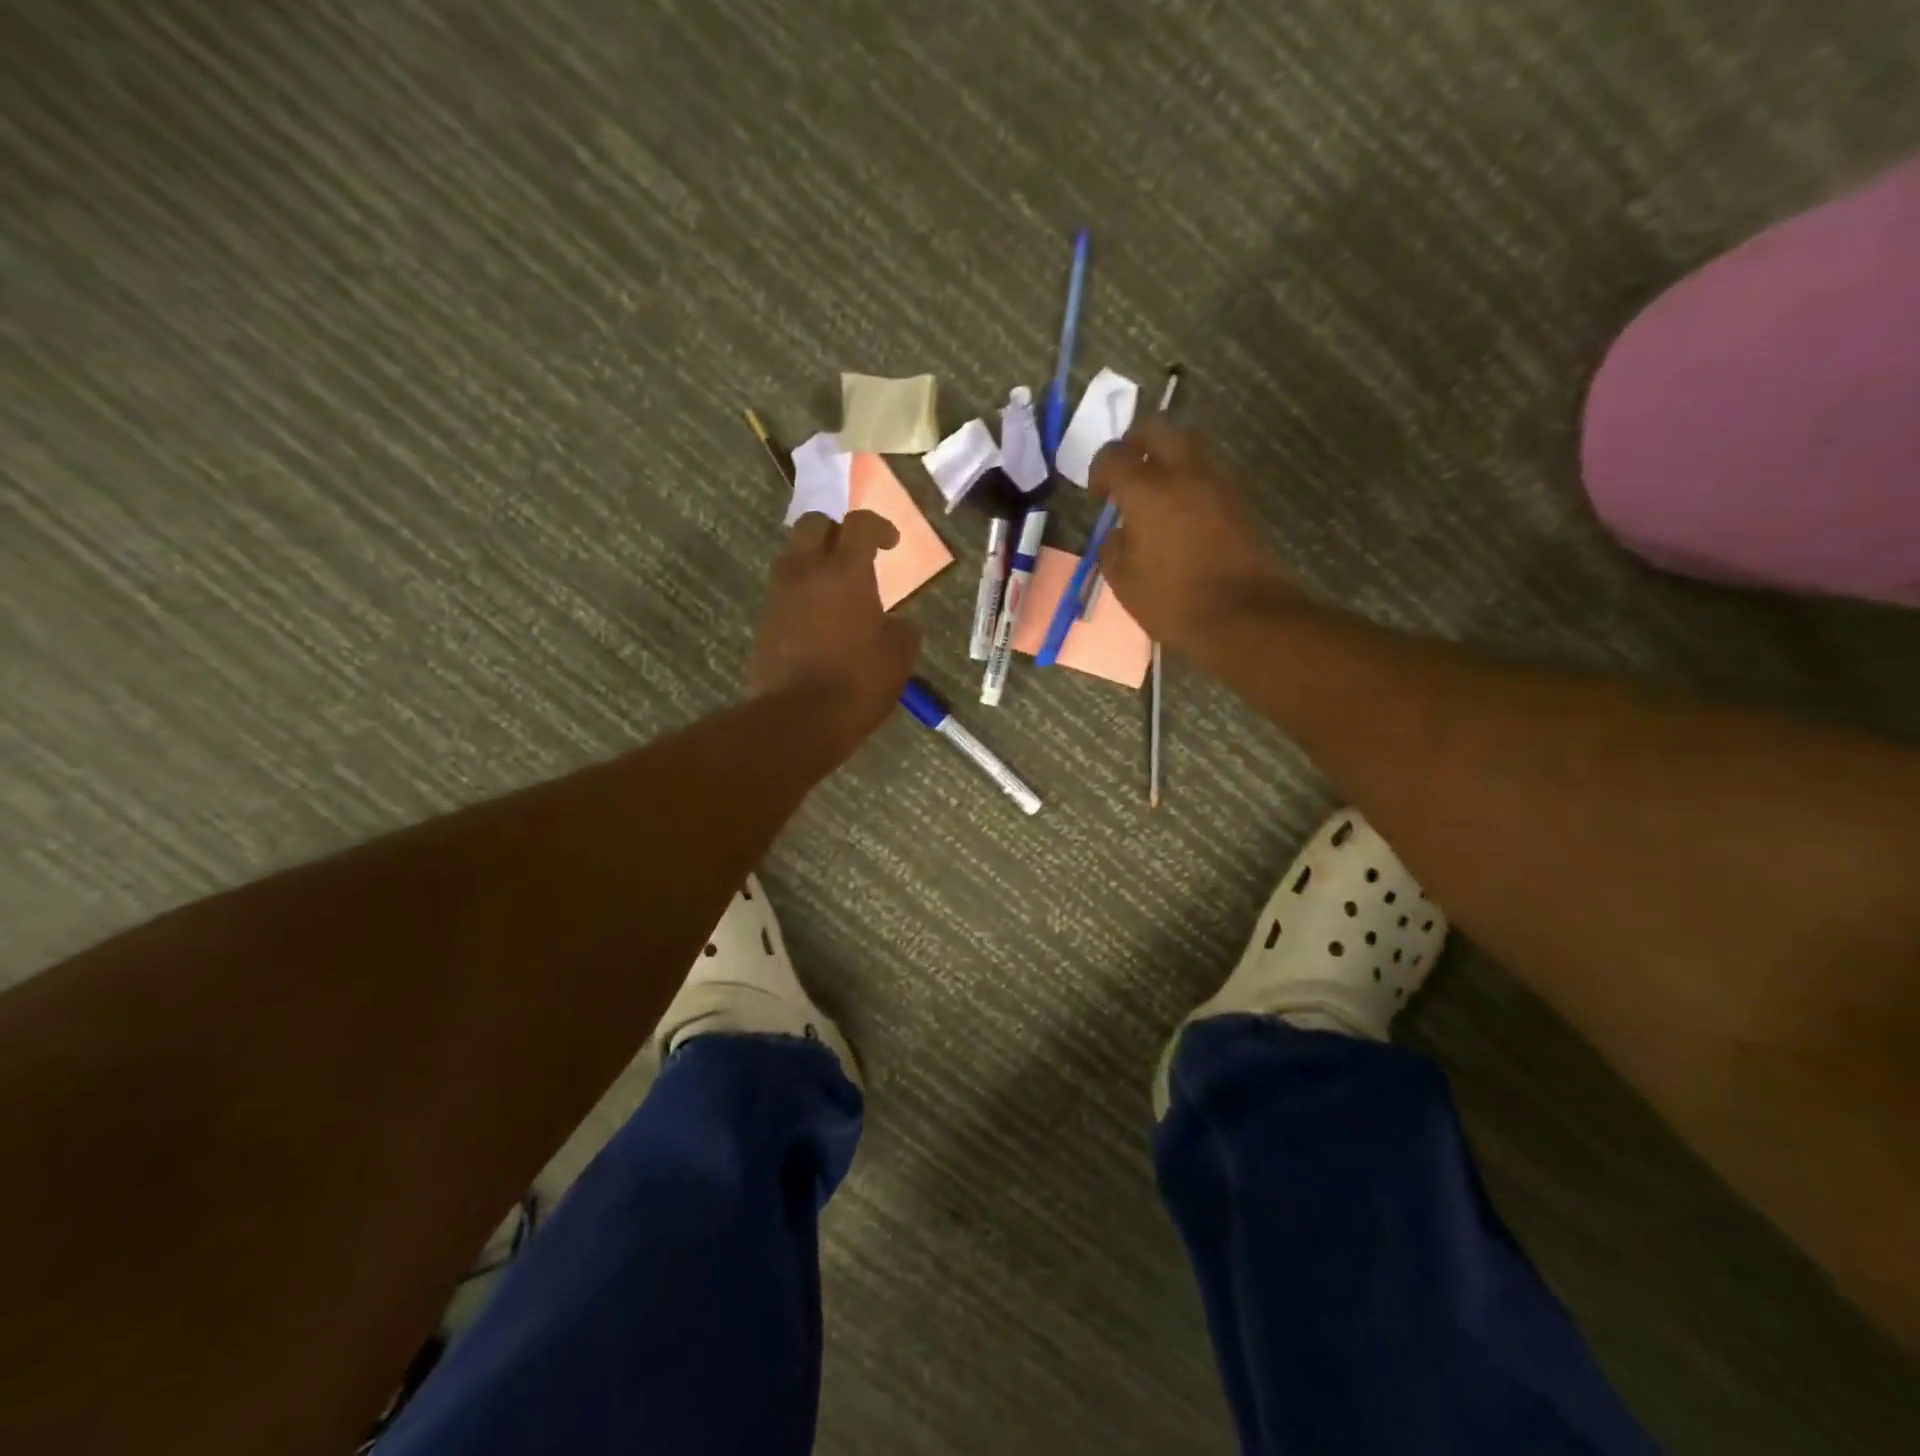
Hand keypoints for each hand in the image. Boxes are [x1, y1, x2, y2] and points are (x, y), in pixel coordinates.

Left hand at [750, 510, 922, 749]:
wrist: (798, 719)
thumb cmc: (858, 684)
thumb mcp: (899, 658)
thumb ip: (903, 630)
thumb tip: (900, 624)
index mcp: (846, 573)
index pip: (859, 524)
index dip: (878, 526)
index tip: (891, 543)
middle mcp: (806, 572)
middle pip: (813, 524)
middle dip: (835, 531)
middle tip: (854, 554)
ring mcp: (779, 596)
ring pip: (792, 556)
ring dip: (813, 562)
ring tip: (834, 589)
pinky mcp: (763, 622)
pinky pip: (783, 592)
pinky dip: (801, 594)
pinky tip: (818, 621)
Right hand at [1088, 419, 1296, 654]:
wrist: (1244, 615)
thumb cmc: (1173, 601)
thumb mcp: (1124, 581)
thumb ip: (1113, 547)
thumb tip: (1119, 532)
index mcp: (1147, 490)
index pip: (1114, 456)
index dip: (1099, 471)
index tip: (1098, 497)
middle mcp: (1184, 473)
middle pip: (1158, 429)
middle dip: (1136, 444)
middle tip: (1126, 473)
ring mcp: (1217, 483)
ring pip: (1189, 444)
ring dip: (1167, 457)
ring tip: (1154, 492)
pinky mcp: (1238, 500)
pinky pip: (1207, 472)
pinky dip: (1189, 479)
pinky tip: (1179, 512)